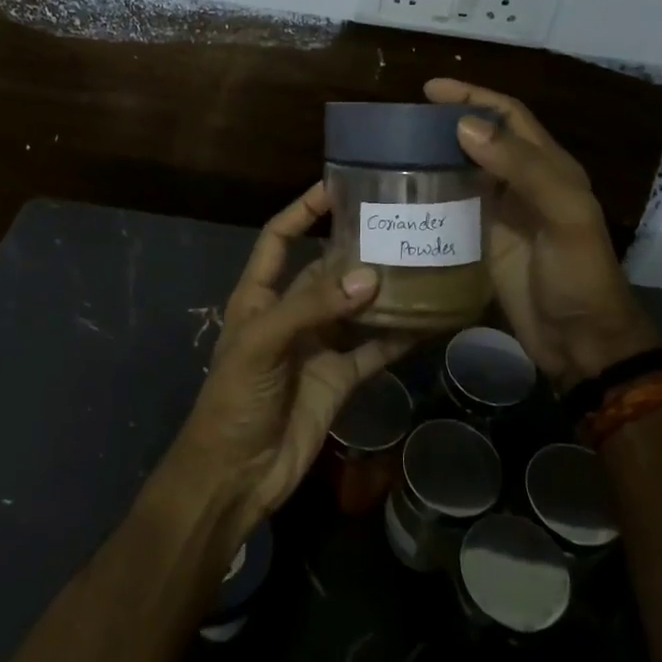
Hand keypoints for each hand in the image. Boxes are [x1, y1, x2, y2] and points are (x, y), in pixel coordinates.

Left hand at [165, 183, 415, 535]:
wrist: (236, 475)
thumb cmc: (234, 399)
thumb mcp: (262, 344)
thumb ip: (312, 307)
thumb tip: (370, 276)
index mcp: (259, 296)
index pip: (279, 238)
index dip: (302, 211)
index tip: (336, 186)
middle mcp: (291, 313)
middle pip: (326, 270)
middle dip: (356, 248)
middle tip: (400, 224)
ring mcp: (318, 346)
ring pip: (355, 307)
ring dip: (383, 290)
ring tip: (422, 262)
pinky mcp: (340, 378)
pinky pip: (373, 349)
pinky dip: (398, 336)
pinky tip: (427, 320)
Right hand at [425, 78, 661, 394]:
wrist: (580, 342)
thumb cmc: (578, 274)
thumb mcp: (564, 215)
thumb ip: (523, 168)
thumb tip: (464, 125)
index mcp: (548, 167)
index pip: (507, 116)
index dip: (472, 96)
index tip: (429, 89)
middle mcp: (521, 184)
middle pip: (479, 140)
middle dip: (444, 124)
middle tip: (400, 123)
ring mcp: (499, 215)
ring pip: (461, 173)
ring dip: (431, 159)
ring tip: (391, 153)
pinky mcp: (481, 243)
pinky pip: (450, 210)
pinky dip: (428, 198)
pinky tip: (400, 198)